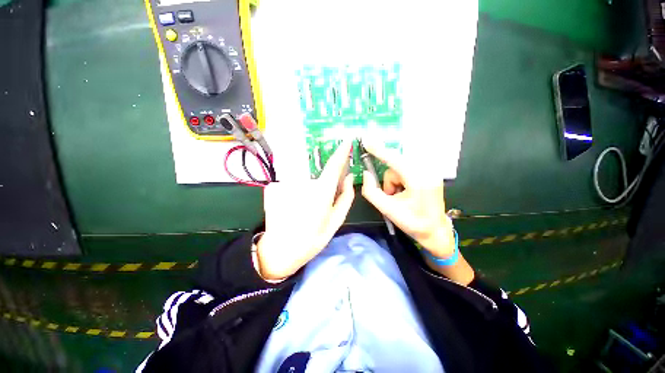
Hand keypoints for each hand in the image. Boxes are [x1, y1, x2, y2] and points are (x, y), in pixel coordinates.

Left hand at [256, 140, 354, 279]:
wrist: (280, 251)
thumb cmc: (312, 239)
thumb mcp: (335, 221)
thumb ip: (346, 197)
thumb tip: (348, 177)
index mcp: (320, 193)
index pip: (333, 166)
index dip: (341, 152)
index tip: (346, 141)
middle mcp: (302, 183)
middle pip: (317, 177)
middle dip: (321, 187)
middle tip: (316, 207)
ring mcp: (285, 184)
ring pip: (303, 182)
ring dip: (306, 193)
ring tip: (301, 211)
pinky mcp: (273, 187)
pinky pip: (290, 185)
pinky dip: (293, 194)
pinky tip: (289, 208)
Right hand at [360, 139, 454, 257]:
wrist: (435, 230)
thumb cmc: (412, 222)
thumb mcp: (387, 210)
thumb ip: (371, 191)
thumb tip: (366, 174)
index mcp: (418, 181)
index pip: (394, 160)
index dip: (379, 150)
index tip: (367, 141)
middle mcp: (427, 171)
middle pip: (396, 165)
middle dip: (389, 180)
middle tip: (391, 195)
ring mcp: (431, 170)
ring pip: (400, 167)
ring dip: (394, 181)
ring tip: (399, 196)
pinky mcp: (429, 172)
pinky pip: (406, 168)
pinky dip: (400, 179)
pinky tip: (405, 191)